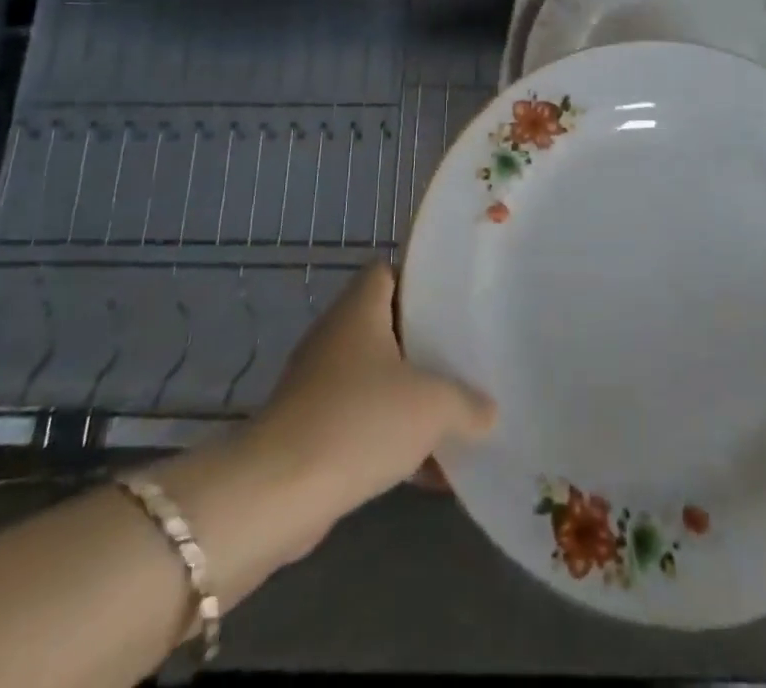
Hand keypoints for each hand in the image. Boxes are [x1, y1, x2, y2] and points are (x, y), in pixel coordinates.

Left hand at [253, 263, 495, 518]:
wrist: (277, 494)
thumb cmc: (359, 421)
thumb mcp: (432, 406)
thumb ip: (468, 403)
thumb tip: (488, 411)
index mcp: (359, 309)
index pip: (388, 271)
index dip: (419, 281)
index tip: (454, 302)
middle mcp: (335, 336)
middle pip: (385, 326)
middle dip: (424, 344)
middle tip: (465, 356)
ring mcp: (318, 384)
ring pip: (374, 377)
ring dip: (408, 396)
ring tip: (454, 412)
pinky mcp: (310, 430)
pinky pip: (360, 421)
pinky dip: (390, 437)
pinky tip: (428, 470)